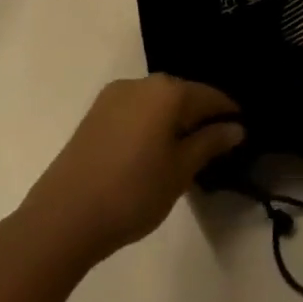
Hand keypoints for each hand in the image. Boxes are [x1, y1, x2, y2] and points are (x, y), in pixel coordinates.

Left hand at [29, 76, 244, 263]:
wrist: (61, 219)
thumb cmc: (132, 192)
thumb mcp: (180, 171)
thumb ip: (210, 143)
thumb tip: (236, 127)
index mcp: (168, 91)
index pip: (210, 95)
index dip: (228, 113)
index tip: (241, 131)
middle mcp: (142, 82)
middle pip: (182, 94)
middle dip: (199, 116)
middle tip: (214, 145)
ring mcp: (114, 96)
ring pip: (157, 103)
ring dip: (173, 120)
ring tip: (182, 151)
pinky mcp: (94, 114)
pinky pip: (135, 111)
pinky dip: (149, 125)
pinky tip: (151, 151)